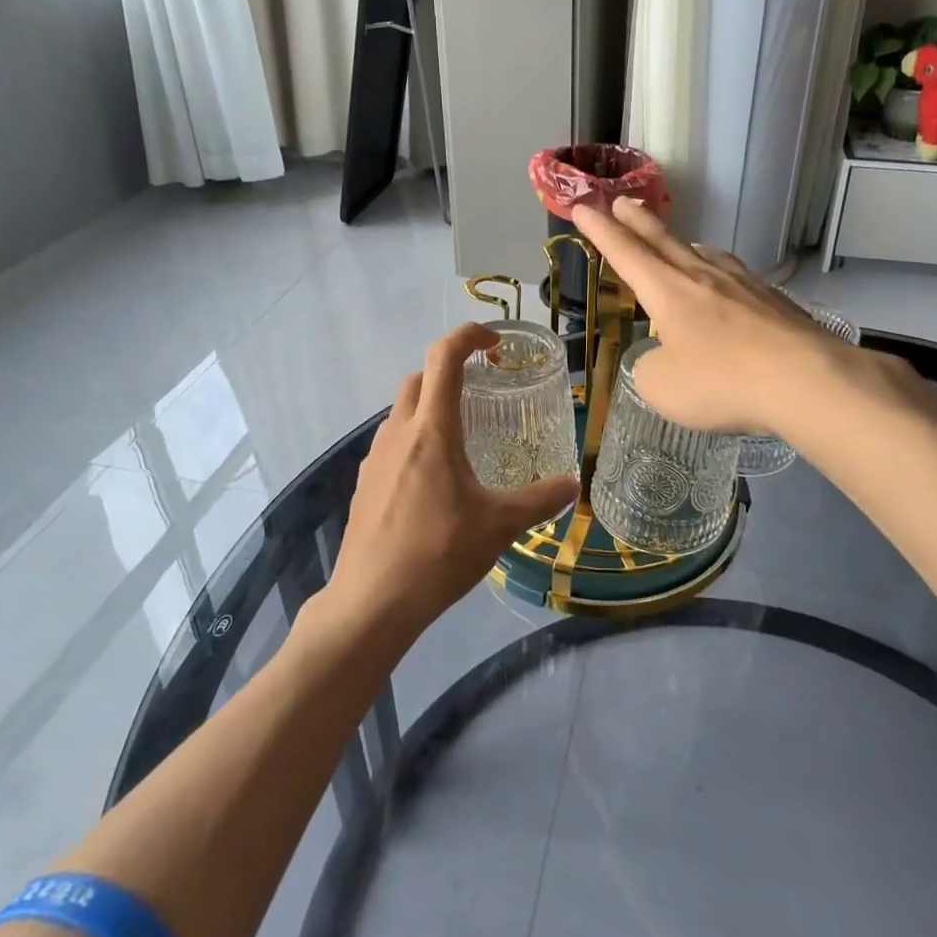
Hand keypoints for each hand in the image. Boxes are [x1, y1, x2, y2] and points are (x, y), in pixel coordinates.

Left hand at [320, 325, 580, 645]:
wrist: (372, 601)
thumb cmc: (438, 553)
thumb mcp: (500, 526)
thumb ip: (540, 500)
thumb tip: (572, 485)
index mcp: (432, 430)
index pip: (444, 357)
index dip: (468, 335)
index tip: (494, 341)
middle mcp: (398, 432)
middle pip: (419, 378)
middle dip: (448, 371)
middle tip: (481, 390)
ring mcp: (374, 458)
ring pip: (401, 411)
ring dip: (429, 406)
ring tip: (461, 437)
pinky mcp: (363, 483)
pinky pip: (391, 443)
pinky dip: (414, 439)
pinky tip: (433, 479)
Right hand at [571, 199, 936, 439]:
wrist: (806, 380)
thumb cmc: (721, 381)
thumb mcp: (662, 387)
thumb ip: (651, 369)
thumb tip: (663, 359)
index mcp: (668, 291)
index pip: (625, 253)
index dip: (600, 231)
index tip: (583, 207)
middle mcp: (703, 277)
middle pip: (663, 241)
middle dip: (638, 221)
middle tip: (621, 201)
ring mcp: (744, 285)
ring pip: (704, 254)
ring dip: (682, 244)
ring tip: (676, 242)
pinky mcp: (774, 301)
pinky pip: (736, 276)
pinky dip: (719, 271)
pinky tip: (727, 281)